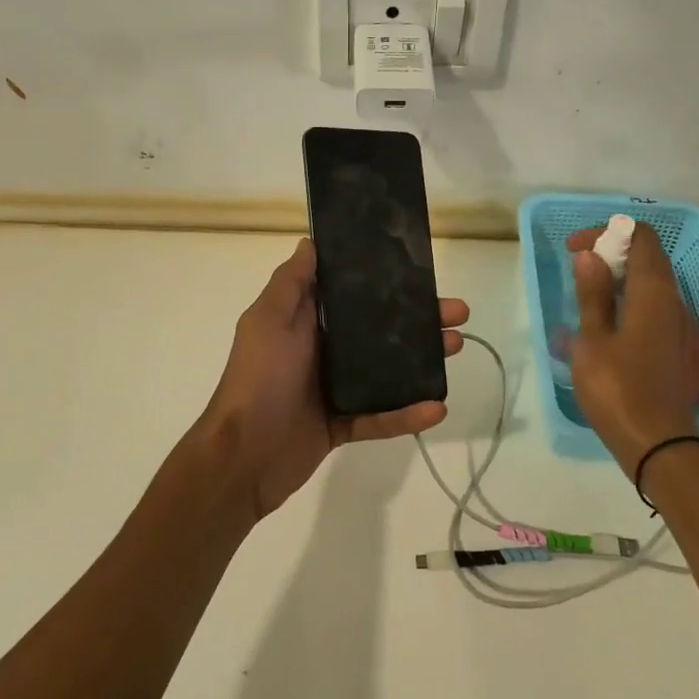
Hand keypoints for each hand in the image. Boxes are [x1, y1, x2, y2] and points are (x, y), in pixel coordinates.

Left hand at [197, 238, 468, 521]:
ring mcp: (333, 389)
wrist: (241, 457)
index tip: (420, 272)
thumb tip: (311, 242)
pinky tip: (437, 409)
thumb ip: (291, 283)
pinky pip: (380, 417)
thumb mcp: (268, 320)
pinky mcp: (341, 425)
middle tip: (456, 313)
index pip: (353, 294)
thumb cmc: (258, 379)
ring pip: (387, 370)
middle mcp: (322, 350)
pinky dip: (406, 415)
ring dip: (422, 359)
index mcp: (305, 322)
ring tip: (456, 346)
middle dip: (418, 319)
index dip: (386, 282)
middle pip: (378, 330)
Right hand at [566, 225, 698, 476]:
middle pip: (650, 257)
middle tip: (579, 268)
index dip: (608, 232)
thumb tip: (590, 256)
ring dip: (622, 276)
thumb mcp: (592, 341)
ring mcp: (681, 325)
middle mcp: (675, 301)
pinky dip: (632, 298)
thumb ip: (592, 295)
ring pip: (655, 282)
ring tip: (588, 293)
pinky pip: (657, 306)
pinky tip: (608, 321)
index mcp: (654, 293)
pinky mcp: (679, 346)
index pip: (642, 237)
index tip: (575, 248)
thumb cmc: (618, 390)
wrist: (659, 444)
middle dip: (613, 252)